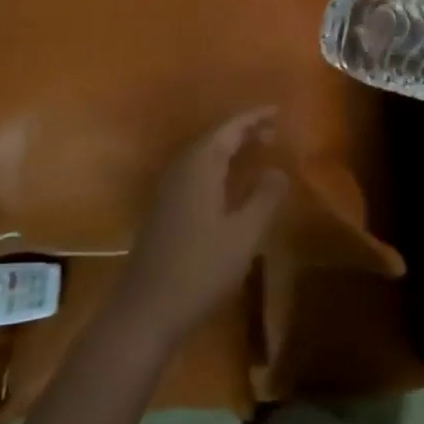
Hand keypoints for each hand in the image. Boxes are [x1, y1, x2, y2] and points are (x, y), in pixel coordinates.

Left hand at [116, 108, 289, 344]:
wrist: (145, 312)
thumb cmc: (200, 269)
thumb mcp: (244, 234)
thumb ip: (265, 198)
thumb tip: (278, 170)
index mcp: (199, 166)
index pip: (230, 129)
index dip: (254, 118)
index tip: (278, 111)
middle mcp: (180, 170)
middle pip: (214, 138)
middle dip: (243, 131)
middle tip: (273, 132)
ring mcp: (167, 191)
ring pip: (203, 156)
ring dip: (230, 149)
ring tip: (256, 150)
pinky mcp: (164, 211)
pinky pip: (195, 173)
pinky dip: (217, 167)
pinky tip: (229, 184)